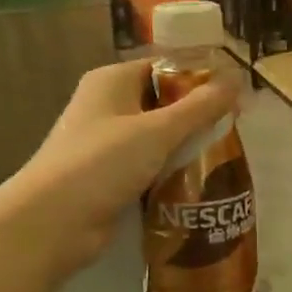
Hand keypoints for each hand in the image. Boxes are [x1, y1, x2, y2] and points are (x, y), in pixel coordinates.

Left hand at [0, 59, 240, 277]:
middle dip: (198, 117)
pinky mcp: (109, 177)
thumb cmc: (102, 162)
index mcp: (112, 81)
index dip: (201, 79)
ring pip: (158, 138)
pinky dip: (170, 172)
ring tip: (225, 158)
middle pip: (163, 103)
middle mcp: (107, 106)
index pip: (165, 68)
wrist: (52, 223)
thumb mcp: (158, 130)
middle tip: (235, 130)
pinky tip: (199, 183)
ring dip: (186, 148)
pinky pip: (149, 166)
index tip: (237, 97)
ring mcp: (106, 144)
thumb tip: (238, 77)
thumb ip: (200, 106)